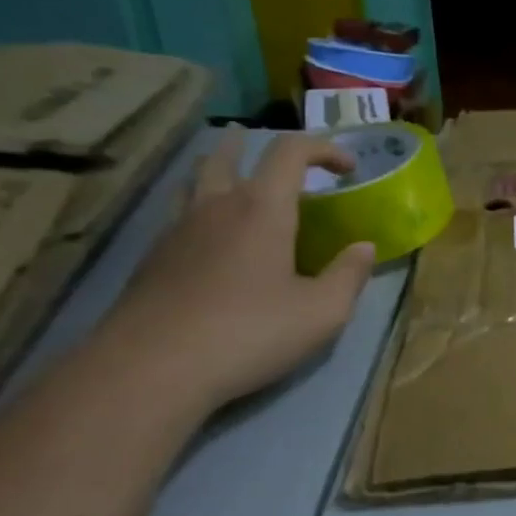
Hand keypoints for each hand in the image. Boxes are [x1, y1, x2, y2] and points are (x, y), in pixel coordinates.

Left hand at [96, 129, 376, 412]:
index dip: (324, 149)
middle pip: (227, 155)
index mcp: (262, 209)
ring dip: (218, 171)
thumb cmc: (250, 333)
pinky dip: (201, 210)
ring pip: (194, 182)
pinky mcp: (151, 261)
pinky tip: (212, 239)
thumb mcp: (323, 312)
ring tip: (234, 182)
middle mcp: (215, 207)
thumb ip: (349, 275)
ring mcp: (176, 232)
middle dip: (252, 146)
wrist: (151, 369)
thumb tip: (363, 248)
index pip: (291, 152)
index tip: (348, 168)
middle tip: (272, 156)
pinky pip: (179, 216)